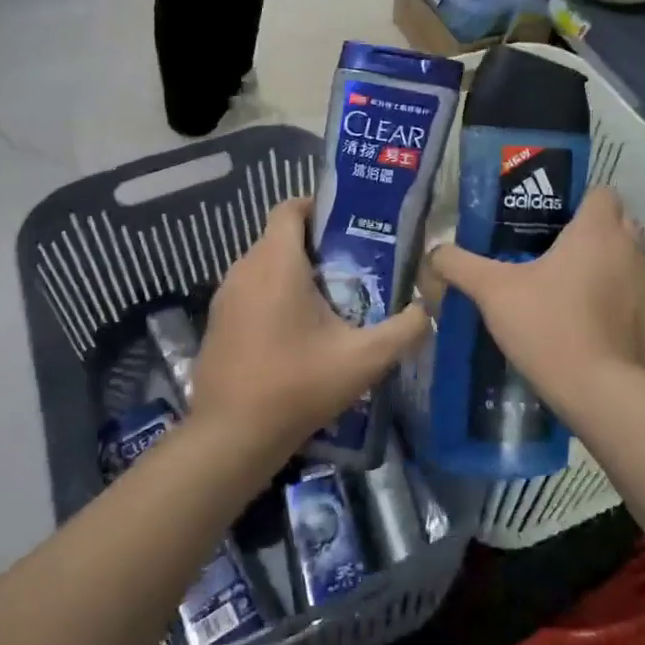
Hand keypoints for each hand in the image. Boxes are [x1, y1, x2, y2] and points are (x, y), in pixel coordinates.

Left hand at [193, 198, 429, 461]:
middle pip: (280, 238)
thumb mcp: (364, 360)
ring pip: (264, 267)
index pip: (290, 208)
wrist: (231, 437)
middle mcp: (243, 269)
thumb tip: (427, 311)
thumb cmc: (297, 386)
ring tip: (332, 301)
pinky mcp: (217, 323)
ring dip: (294, 275)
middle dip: (315, 246)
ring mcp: (224, 297)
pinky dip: (273, 298)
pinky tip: (298, 333)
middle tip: (353, 269)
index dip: (318, 207)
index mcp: (275, 263)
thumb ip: (404, 330)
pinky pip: (250, 292)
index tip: (348, 226)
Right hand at [430, 188, 644, 409]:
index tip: (548, 219)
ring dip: (602, 268)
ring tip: (564, 289)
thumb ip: (459, 265)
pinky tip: (584, 325)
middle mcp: (631, 250)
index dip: (577, 200)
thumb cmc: (549, 326)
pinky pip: (631, 298)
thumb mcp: (492, 292)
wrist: (602, 393)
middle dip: (588, 232)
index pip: (601, 192)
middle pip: (615, 224)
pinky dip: (613, 303)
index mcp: (597, 231)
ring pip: (625, 261)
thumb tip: (433, 253)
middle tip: (550, 251)